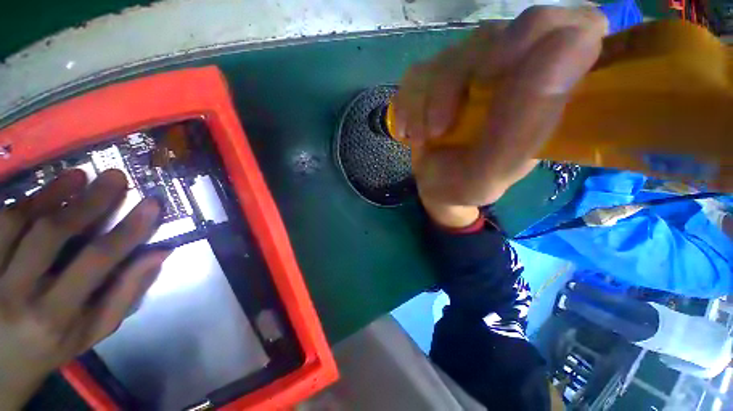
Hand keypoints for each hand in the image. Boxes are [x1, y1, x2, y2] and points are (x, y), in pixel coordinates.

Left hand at [0, 169, 169, 409]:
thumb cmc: (52, 348)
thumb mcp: (93, 331)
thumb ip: (125, 293)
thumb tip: (158, 254)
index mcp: (55, 317)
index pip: (96, 261)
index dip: (127, 229)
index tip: (151, 204)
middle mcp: (17, 295)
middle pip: (52, 234)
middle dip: (89, 200)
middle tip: (115, 177)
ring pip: (16, 222)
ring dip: (51, 194)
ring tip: (78, 177)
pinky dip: (21, 203)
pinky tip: (41, 194)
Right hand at [392, 6, 607, 225]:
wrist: (436, 188)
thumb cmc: (468, 184)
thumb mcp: (496, 170)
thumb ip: (528, 122)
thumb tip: (569, 42)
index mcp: (547, 91)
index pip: (575, 25)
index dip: (537, 36)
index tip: (493, 76)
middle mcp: (513, 69)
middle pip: (491, 37)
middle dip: (452, 87)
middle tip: (438, 130)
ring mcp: (471, 69)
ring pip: (445, 58)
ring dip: (425, 105)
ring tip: (425, 139)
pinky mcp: (437, 77)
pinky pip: (416, 75)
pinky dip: (407, 107)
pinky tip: (411, 132)